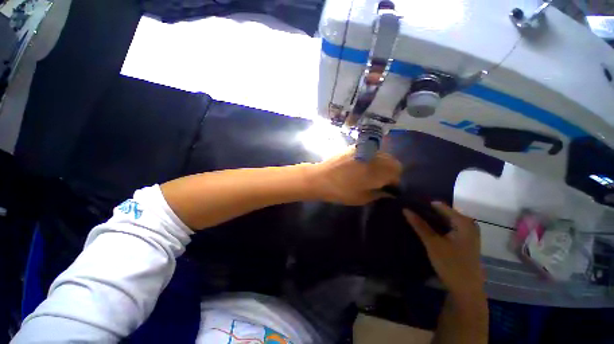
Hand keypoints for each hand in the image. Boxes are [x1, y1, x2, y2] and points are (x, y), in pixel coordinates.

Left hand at [308, 146, 401, 205]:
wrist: (321, 178)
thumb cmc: (341, 191)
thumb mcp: (362, 198)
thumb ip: (379, 194)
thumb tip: (389, 192)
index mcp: (378, 172)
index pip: (397, 174)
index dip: (394, 182)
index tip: (387, 188)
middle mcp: (375, 158)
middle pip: (393, 162)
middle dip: (391, 171)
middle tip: (381, 180)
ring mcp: (365, 150)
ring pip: (384, 154)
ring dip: (383, 163)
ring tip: (372, 172)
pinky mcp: (356, 147)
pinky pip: (372, 151)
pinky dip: (373, 157)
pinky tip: (363, 164)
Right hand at [404, 203, 483, 297]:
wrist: (466, 290)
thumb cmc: (451, 264)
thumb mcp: (433, 243)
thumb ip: (419, 225)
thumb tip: (405, 209)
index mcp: (463, 222)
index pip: (440, 206)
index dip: (424, 204)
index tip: (409, 204)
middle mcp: (468, 224)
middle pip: (443, 213)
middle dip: (427, 212)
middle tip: (410, 212)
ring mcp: (467, 233)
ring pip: (445, 221)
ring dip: (431, 220)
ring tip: (414, 218)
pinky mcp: (464, 241)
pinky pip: (448, 227)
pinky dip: (437, 227)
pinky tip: (426, 228)